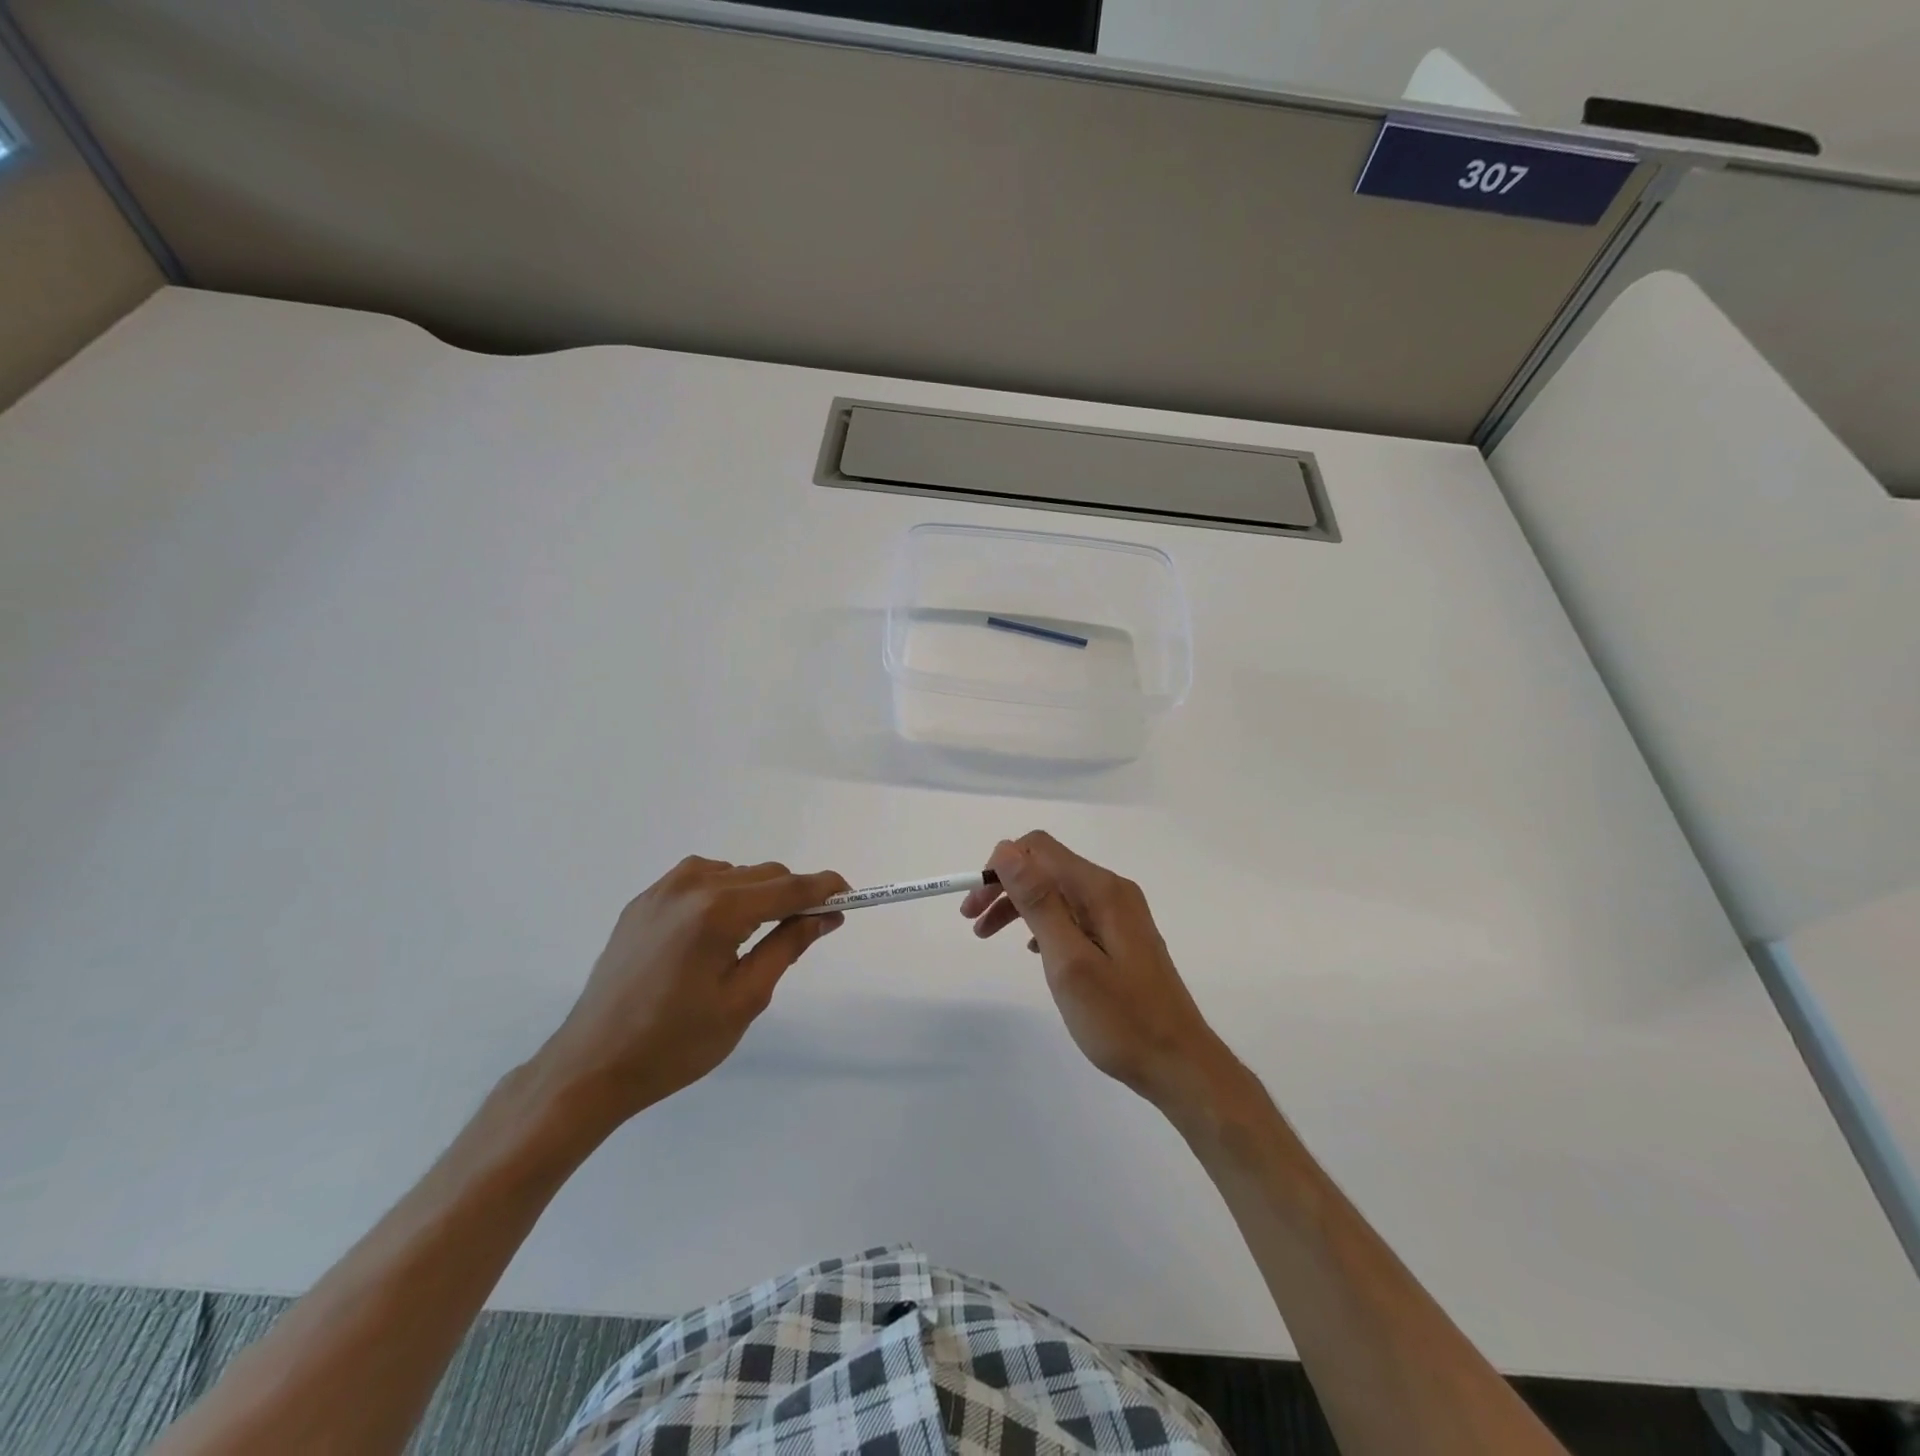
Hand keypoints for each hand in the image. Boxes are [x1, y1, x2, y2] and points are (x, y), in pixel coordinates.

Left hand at [537, 857, 848, 1124]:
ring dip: (758, 894)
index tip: (850, 895)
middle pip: (764, 874)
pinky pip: (701, 880)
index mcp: (718, 910)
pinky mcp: (643, 901)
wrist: (591, 1065)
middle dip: (792, 895)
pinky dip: (724, 895)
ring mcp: (662, 889)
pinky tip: (718, 932)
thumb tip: (826, 915)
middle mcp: (691, 884)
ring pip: (735, 873)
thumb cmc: (676, 1043)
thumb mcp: (745, 999)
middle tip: (807, 930)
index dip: (825, 889)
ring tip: (756, 939)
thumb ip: (789, 945)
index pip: (789, 887)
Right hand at [961, 832, 1239, 1114]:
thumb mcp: (1069, 960)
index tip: (975, 906)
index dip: (999, 867)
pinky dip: (1044, 922)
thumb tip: (1007, 849)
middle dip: (1005, 887)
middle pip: (1047, 867)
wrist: (1179, 1064)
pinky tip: (1034, 949)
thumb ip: (1039, 901)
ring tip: (990, 936)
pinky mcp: (1121, 936)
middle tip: (974, 924)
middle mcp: (1112, 890)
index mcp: (1101, 890)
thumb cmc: (1120, 1018)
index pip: (1038, 849)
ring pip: (1058, 891)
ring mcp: (1120, 913)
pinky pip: (1074, 913)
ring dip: (1020, 906)